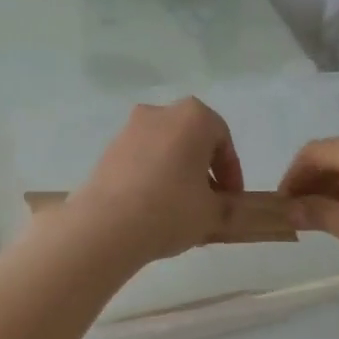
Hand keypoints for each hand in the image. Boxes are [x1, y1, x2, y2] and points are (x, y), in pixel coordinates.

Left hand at [70, 99, 244, 263]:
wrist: (106, 225)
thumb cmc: (171, 209)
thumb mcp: (212, 214)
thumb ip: (228, 207)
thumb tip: (229, 209)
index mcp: (193, 117)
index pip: (223, 141)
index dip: (231, 173)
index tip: (232, 199)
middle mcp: (160, 113)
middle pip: (191, 140)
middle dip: (202, 169)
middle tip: (208, 201)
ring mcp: (129, 129)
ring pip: (164, 149)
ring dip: (176, 172)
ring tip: (180, 208)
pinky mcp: (107, 151)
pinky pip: (140, 160)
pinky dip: (151, 177)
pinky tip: (152, 207)